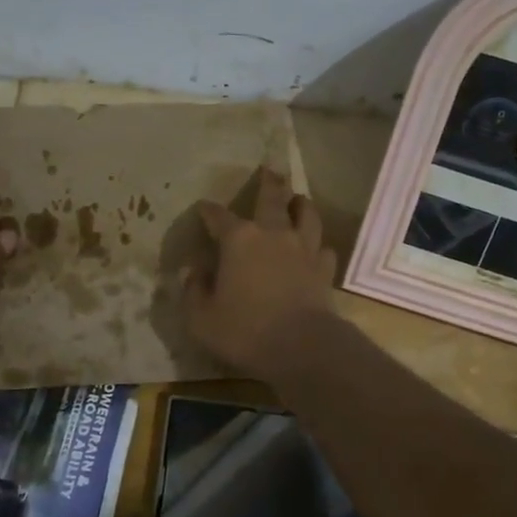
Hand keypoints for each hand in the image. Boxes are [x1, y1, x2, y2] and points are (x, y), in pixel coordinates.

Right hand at [183, 168, 337, 375]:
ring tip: (298, 200)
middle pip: (272, 198)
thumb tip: (193, 273)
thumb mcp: (201, 318)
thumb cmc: (244, 330)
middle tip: (270, 169)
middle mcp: (273, 234)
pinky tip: (315, 249)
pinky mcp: (324, 268)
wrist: (301, 346)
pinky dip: (318, 245)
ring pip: (306, 214)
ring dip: (301, 204)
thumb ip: (193, 291)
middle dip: (268, 183)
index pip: (219, 216)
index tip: (204, 208)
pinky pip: (324, 248)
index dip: (209, 211)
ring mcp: (303, 249)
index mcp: (238, 240)